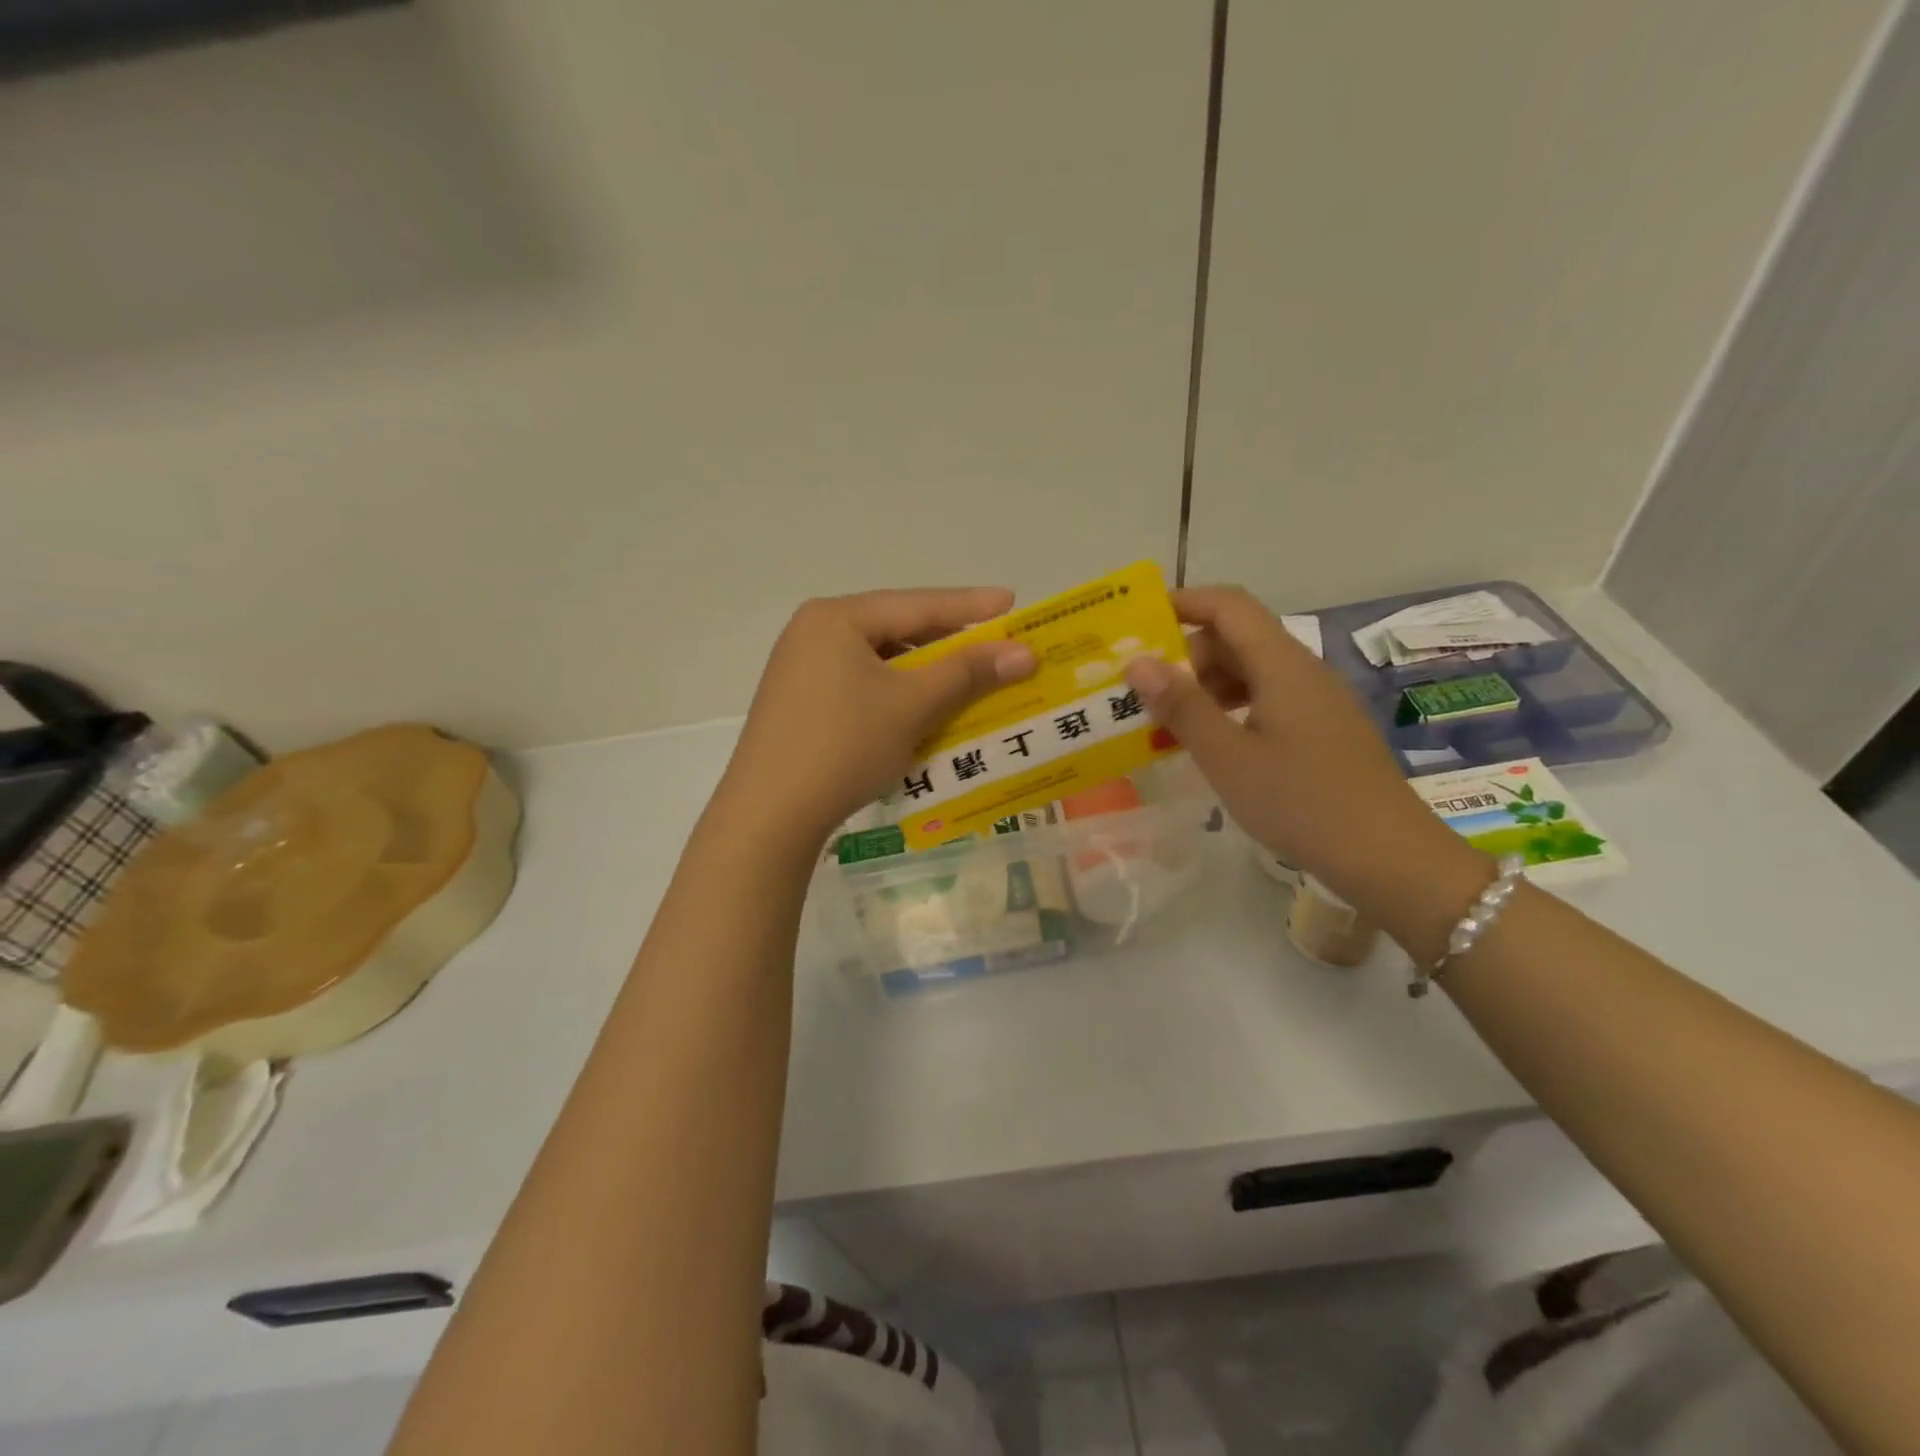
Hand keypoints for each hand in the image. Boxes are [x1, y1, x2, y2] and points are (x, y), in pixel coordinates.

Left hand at [717, 589, 1035, 850]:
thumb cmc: (844, 745)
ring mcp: (800, 669)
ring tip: (963, 681)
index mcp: (836, 618)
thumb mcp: (912, 705)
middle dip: (947, 642)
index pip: (917, 604)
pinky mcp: (798, 704)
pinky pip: (860, 686)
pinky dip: (895, 695)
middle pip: (895, 629)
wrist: (769, 815)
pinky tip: (918, 711)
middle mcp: (813, 632)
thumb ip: (968, 673)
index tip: (1011, 601)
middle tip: (993, 645)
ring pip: (878, 661)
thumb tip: (1024, 652)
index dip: (969, 605)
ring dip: (923, 673)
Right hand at [1124, 587, 1470, 903]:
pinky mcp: (1323, 730)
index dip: (1185, 602)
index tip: (1140, 621)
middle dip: (1186, 656)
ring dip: (1206, 687)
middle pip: (1238, 638)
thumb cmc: (1301, 802)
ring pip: (1252, 672)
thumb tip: (1138, 662)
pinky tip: (1212, 744)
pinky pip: (1267, 700)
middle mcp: (1302, 672)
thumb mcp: (1228, 757)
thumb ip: (1182, 706)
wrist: (1388, 856)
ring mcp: (1317, 702)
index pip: (1230, 606)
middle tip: (1144, 692)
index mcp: (1282, 665)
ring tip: (1168, 722)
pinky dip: (1230, 710)